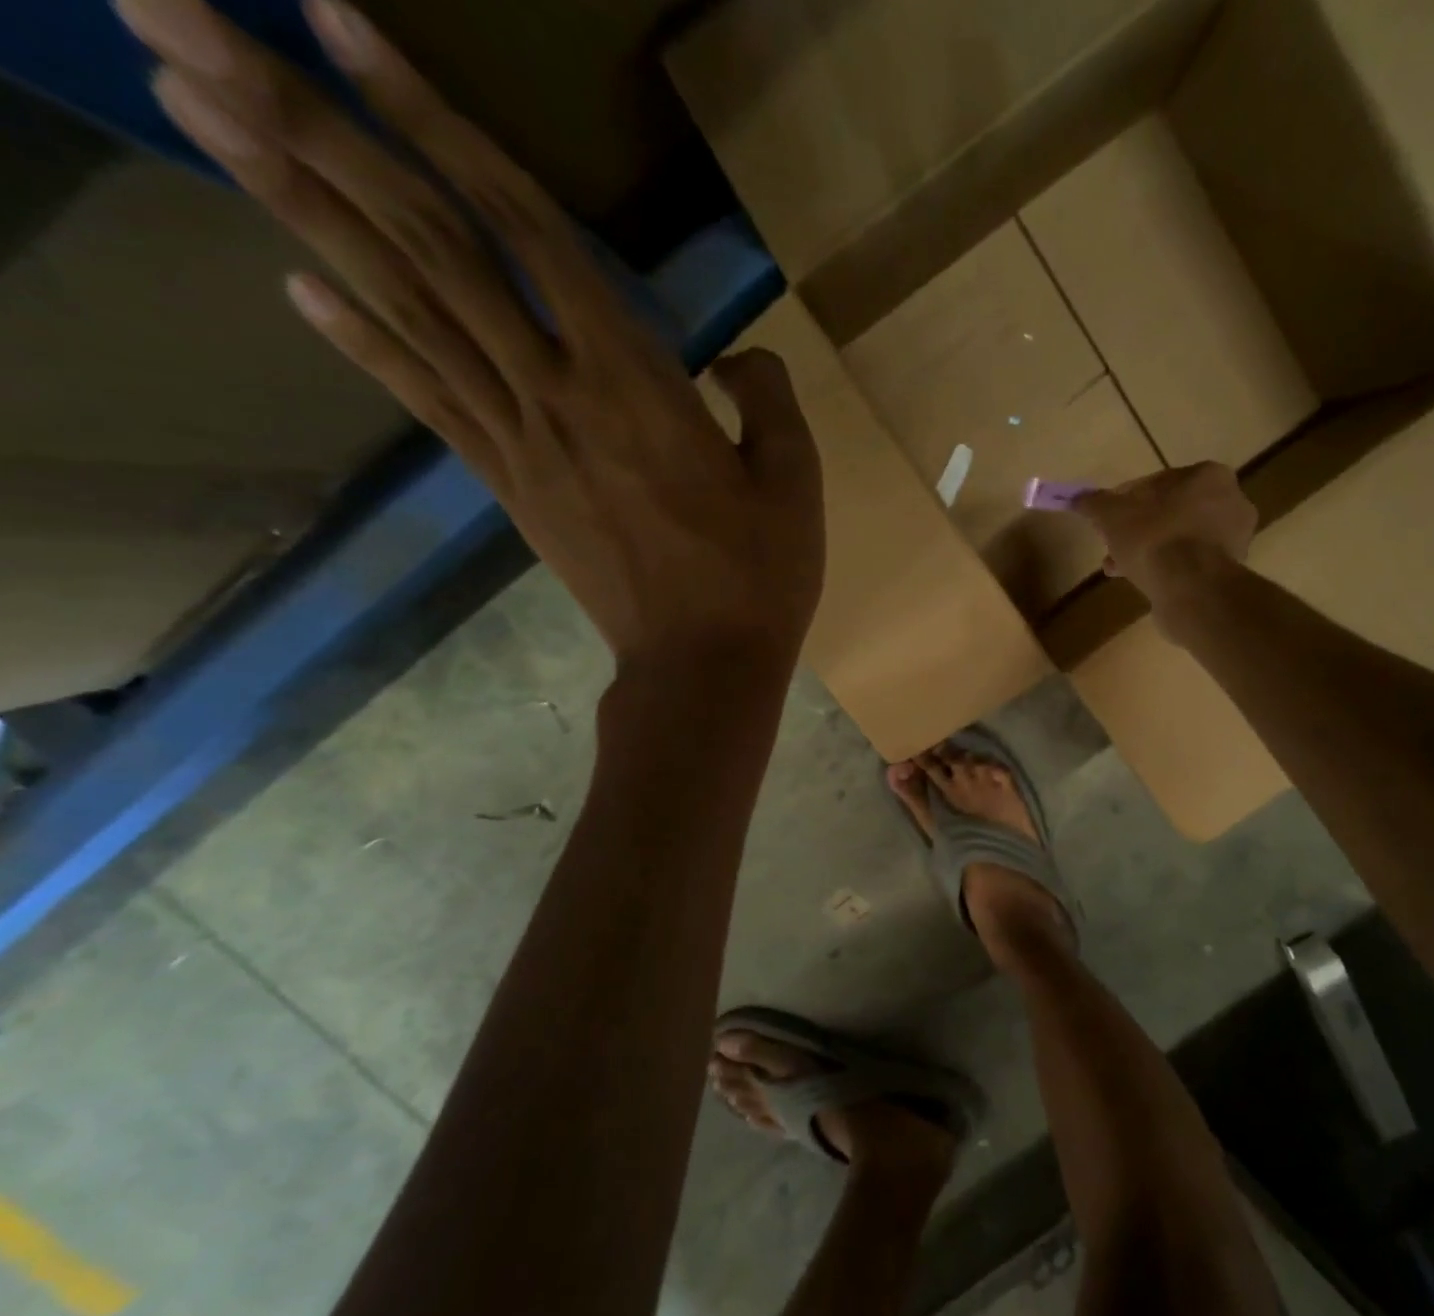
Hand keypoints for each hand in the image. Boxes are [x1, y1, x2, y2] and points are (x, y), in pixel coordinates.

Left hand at [115, 0, 824, 668]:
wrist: (701, 667)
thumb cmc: (760, 576)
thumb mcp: (794, 481)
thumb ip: (769, 399)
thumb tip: (738, 358)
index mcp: (636, 381)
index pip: (526, 231)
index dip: (439, 124)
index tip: (341, 23)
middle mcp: (556, 393)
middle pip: (429, 249)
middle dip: (313, 129)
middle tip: (175, 17)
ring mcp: (520, 443)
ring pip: (408, 314)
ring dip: (300, 211)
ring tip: (194, 108)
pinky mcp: (510, 488)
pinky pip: (431, 404)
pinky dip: (363, 343)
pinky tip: (296, 285)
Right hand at [1071, 463, 1255, 604]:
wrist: (1191, 589)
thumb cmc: (1154, 538)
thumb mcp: (1112, 516)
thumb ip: (1095, 503)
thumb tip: (1078, 498)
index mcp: (1208, 476)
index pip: (1158, 482)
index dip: (1126, 500)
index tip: (1107, 519)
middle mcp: (1231, 501)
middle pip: (1170, 513)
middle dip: (1138, 530)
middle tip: (1112, 547)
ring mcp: (1235, 539)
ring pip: (1179, 540)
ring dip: (1148, 552)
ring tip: (1119, 569)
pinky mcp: (1230, 571)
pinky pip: (1190, 564)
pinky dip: (1167, 570)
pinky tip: (1143, 582)